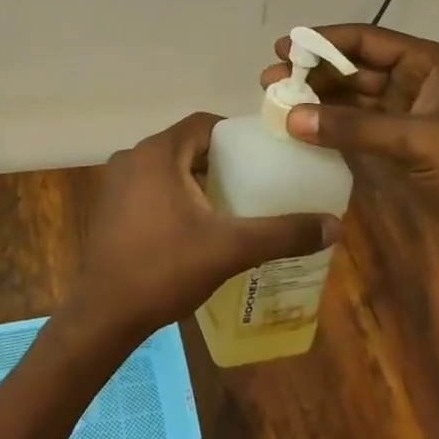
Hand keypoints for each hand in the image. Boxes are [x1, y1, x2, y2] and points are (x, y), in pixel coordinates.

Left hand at [64, 112, 339, 338]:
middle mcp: (133, 157)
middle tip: (253, 181)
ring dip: (196, 178)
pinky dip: (175, 194)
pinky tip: (195, 225)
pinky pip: (151, 186)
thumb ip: (282, 233)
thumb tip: (334, 225)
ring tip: (230, 203)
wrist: (104, 314)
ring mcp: (117, 182)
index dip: (234, 134)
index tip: (261, 154)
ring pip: (167, 167)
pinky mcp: (111, 207)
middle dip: (219, 159)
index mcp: (158, 152)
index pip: (203, 124)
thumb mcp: (230, 248)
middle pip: (186, 144)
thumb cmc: (165, 269)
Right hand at [261, 25, 438, 289]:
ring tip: (277, 106)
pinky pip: (359, 131)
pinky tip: (302, 132)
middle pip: (354, 70)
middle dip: (314, 74)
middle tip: (270, 82)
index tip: (282, 48)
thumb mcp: (415, 139)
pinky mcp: (403, 149)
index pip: (365, 40)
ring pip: (354, 102)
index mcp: (426, 62)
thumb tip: (290, 118)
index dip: (323, 41)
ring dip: (319, 103)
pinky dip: (332, 130)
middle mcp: (414, 82)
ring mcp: (408, 117)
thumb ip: (352, 128)